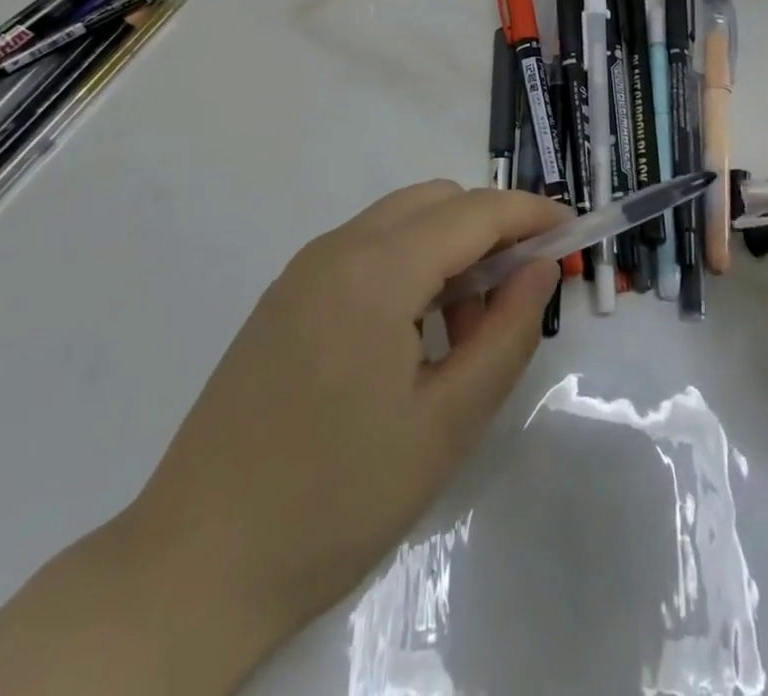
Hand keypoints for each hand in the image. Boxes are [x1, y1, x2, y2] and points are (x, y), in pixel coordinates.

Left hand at [0, 181, 563, 695]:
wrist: (195, 566)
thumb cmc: (337, 499)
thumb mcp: (447, 423)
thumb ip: (508, 333)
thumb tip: (540, 267)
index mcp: (377, 269)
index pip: (474, 211)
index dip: (530, 213)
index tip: (572, 233)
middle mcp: (337, 247)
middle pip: (436, 202)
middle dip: (489, 230)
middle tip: (516, 299)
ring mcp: (303, 269)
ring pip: (400, 222)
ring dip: (448, 250)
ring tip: (463, 334)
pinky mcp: (284, 297)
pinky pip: (365, 250)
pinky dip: (408, 266)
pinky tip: (411, 339)